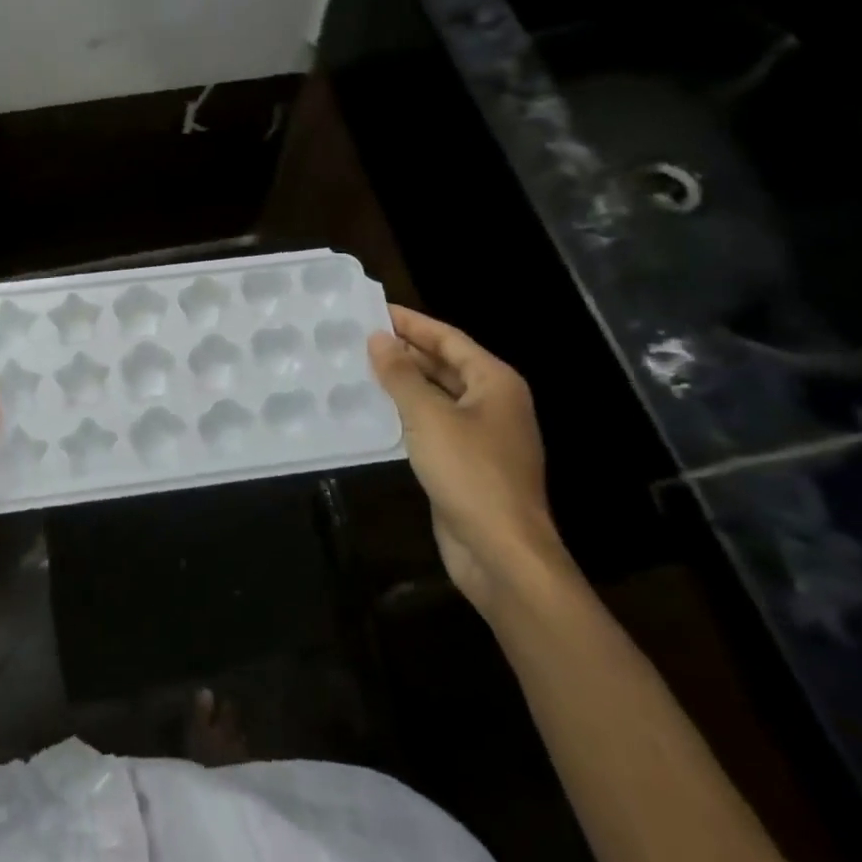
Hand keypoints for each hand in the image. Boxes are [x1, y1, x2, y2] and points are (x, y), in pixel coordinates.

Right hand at [368, 307, 570, 612]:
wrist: (501, 553)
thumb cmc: (470, 472)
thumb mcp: (428, 416)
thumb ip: (401, 374)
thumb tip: (378, 338)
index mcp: (495, 382)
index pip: (448, 338)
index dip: (411, 322)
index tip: (374, 309)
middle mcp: (492, 403)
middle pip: (444, 364)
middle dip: (405, 351)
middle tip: (359, 337)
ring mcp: (481, 436)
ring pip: (436, 396)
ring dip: (402, 383)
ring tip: (359, 368)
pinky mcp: (466, 464)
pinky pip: (432, 425)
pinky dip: (406, 414)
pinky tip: (374, 411)